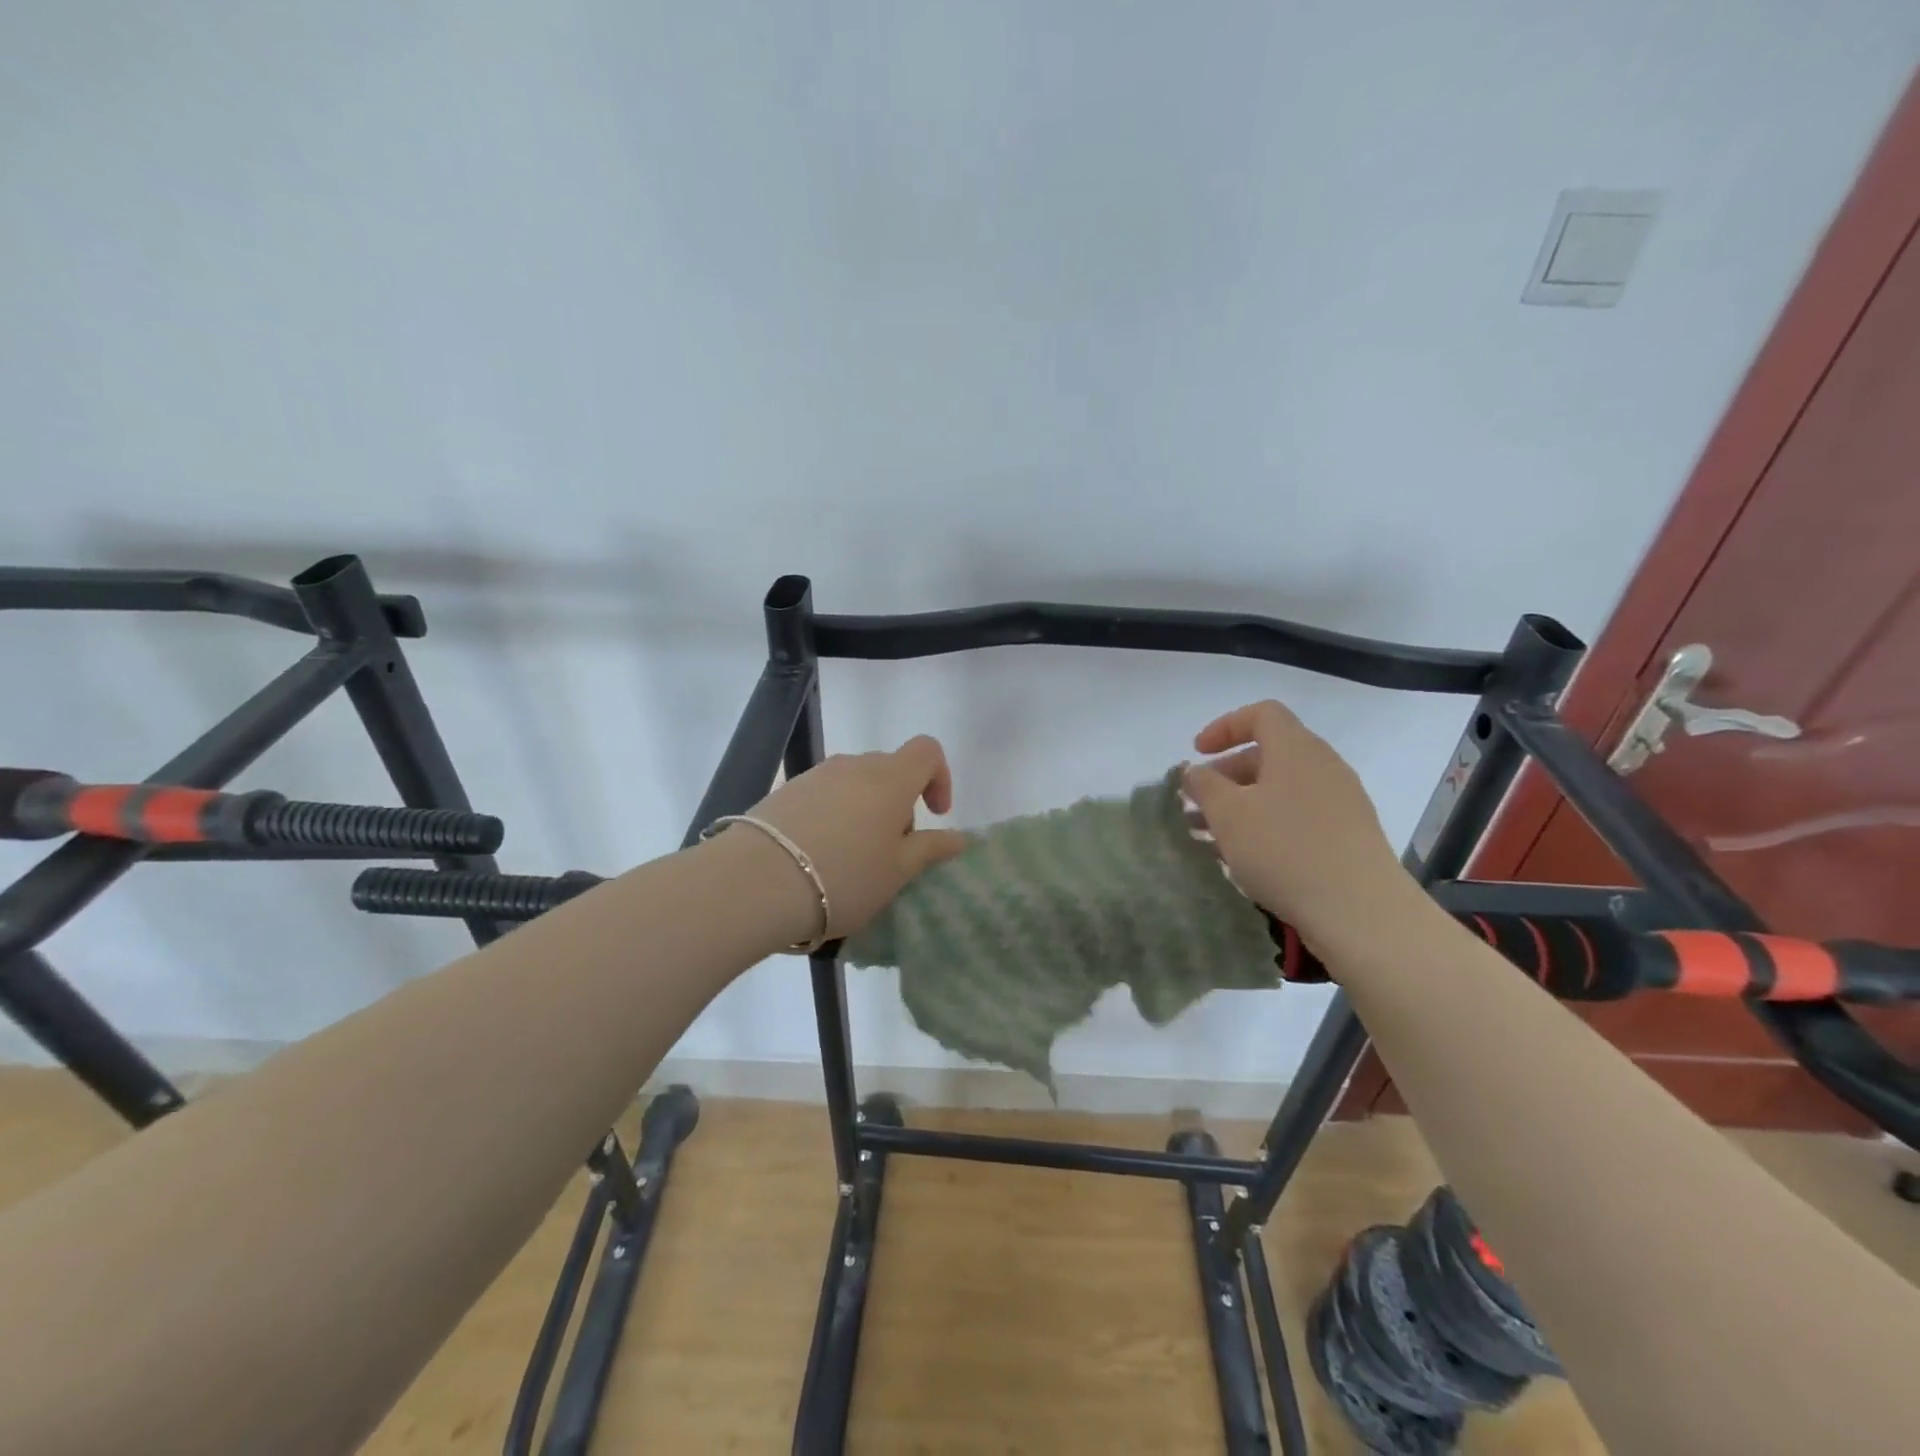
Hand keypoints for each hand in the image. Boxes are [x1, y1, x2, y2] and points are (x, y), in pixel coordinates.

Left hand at [727, 736, 969, 944]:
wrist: (755, 883)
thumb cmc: (843, 877)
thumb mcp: (897, 872)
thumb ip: (931, 849)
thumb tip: (960, 837)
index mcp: (891, 779)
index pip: (927, 751)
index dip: (940, 777)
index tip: (935, 815)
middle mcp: (854, 765)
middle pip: (890, 769)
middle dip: (900, 803)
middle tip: (892, 851)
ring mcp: (816, 775)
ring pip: (855, 783)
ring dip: (866, 810)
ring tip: (852, 857)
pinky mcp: (785, 791)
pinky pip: (824, 795)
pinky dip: (834, 816)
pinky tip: (818, 856)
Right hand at [1183, 701, 1415, 950]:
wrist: (1360, 911)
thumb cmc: (1284, 851)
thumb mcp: (1228, 815)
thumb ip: (1204, 785)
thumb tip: (1194, 770)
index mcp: (1296, 749)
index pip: (1262, 714)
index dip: (1225, 727)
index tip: (1197, 753)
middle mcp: (1323, 765)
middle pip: (1270, 753)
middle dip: (1226, 774)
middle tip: (1196, 803)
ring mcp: (1342, 800)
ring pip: (1281, 789)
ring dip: (1243, 804)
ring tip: (1211, 836)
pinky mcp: (1349, 834)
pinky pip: (1299, 814)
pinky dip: (1268, 824)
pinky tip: (1247, 857)